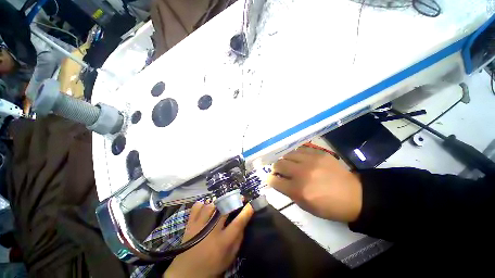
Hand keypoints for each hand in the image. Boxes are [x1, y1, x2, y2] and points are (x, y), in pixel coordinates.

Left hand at [164, 202, 253, 277]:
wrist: (187, 273)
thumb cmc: (212, 266)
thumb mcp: (229, 258)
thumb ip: (238, 240)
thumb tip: (243, 222)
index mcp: (223, 242)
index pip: (238, 223)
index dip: (246, 212)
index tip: (251, 204)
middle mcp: (211, 231)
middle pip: (224, 210)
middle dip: (234, 200)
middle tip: (238, 197)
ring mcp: (199, 226)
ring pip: (211, 205)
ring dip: (219, 202)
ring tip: (222, 202)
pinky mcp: (190, 224)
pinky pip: (197, 207)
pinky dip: (203, 204)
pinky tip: (206, 206)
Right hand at [267, 147, 361, 221]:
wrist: (354, 196)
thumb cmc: (329, 206)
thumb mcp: (306, 206)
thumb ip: (290, 193)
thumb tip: (279, 181)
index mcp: (298, 190)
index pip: (275, 181)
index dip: (270, 180)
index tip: (271, 178)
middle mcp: (302, 173)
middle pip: (279, 165)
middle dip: (275, 168)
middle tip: (279, 170)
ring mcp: (311, 161)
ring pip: (288, 154)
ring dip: (285, 160)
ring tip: (288, 163)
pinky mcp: (319, 154)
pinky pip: (300, 149)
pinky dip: (296, 154)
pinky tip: (299, 158)